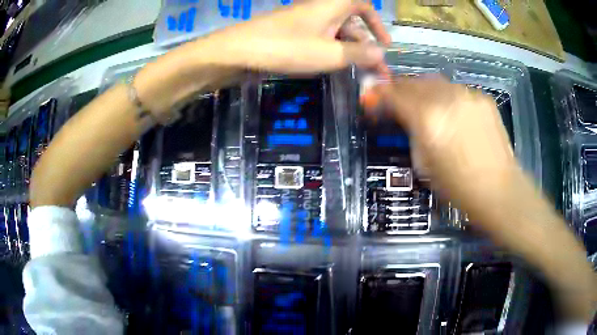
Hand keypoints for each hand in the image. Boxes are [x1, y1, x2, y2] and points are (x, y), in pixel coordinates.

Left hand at [191, 0, 391, 73]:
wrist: (239, 51)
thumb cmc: (287, 48)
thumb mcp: (330, 54)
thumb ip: (359, 54)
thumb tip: (381, 54)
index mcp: (332, 6)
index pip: (362, 5)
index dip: (377, 23)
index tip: (385, 43)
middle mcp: (321, 10)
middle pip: (351, 24)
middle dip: (366, 47)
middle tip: (375, 72)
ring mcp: (306, 22)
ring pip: (336, 34)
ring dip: (350, 52)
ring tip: (359, 74)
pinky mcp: (293, 34)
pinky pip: (321, 40)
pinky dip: (332, 52)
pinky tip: (335, 68)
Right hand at [365, 76, 596, 321]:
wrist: (500, 191)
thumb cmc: (459, 189)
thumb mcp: (425, 164)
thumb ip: (411, 133)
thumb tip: (402, 116)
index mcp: (428, 119)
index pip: (394, 93)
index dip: (379, 94)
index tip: (372, 99)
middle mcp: (447, 98)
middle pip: (413, 81)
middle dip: (400, 88)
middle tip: (396, 101)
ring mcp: (468, 95)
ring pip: (435, 82)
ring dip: (423, 91)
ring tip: (424, 106)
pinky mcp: (483, 98)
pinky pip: (456, 91)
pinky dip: (447, 97)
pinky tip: (452, 114)